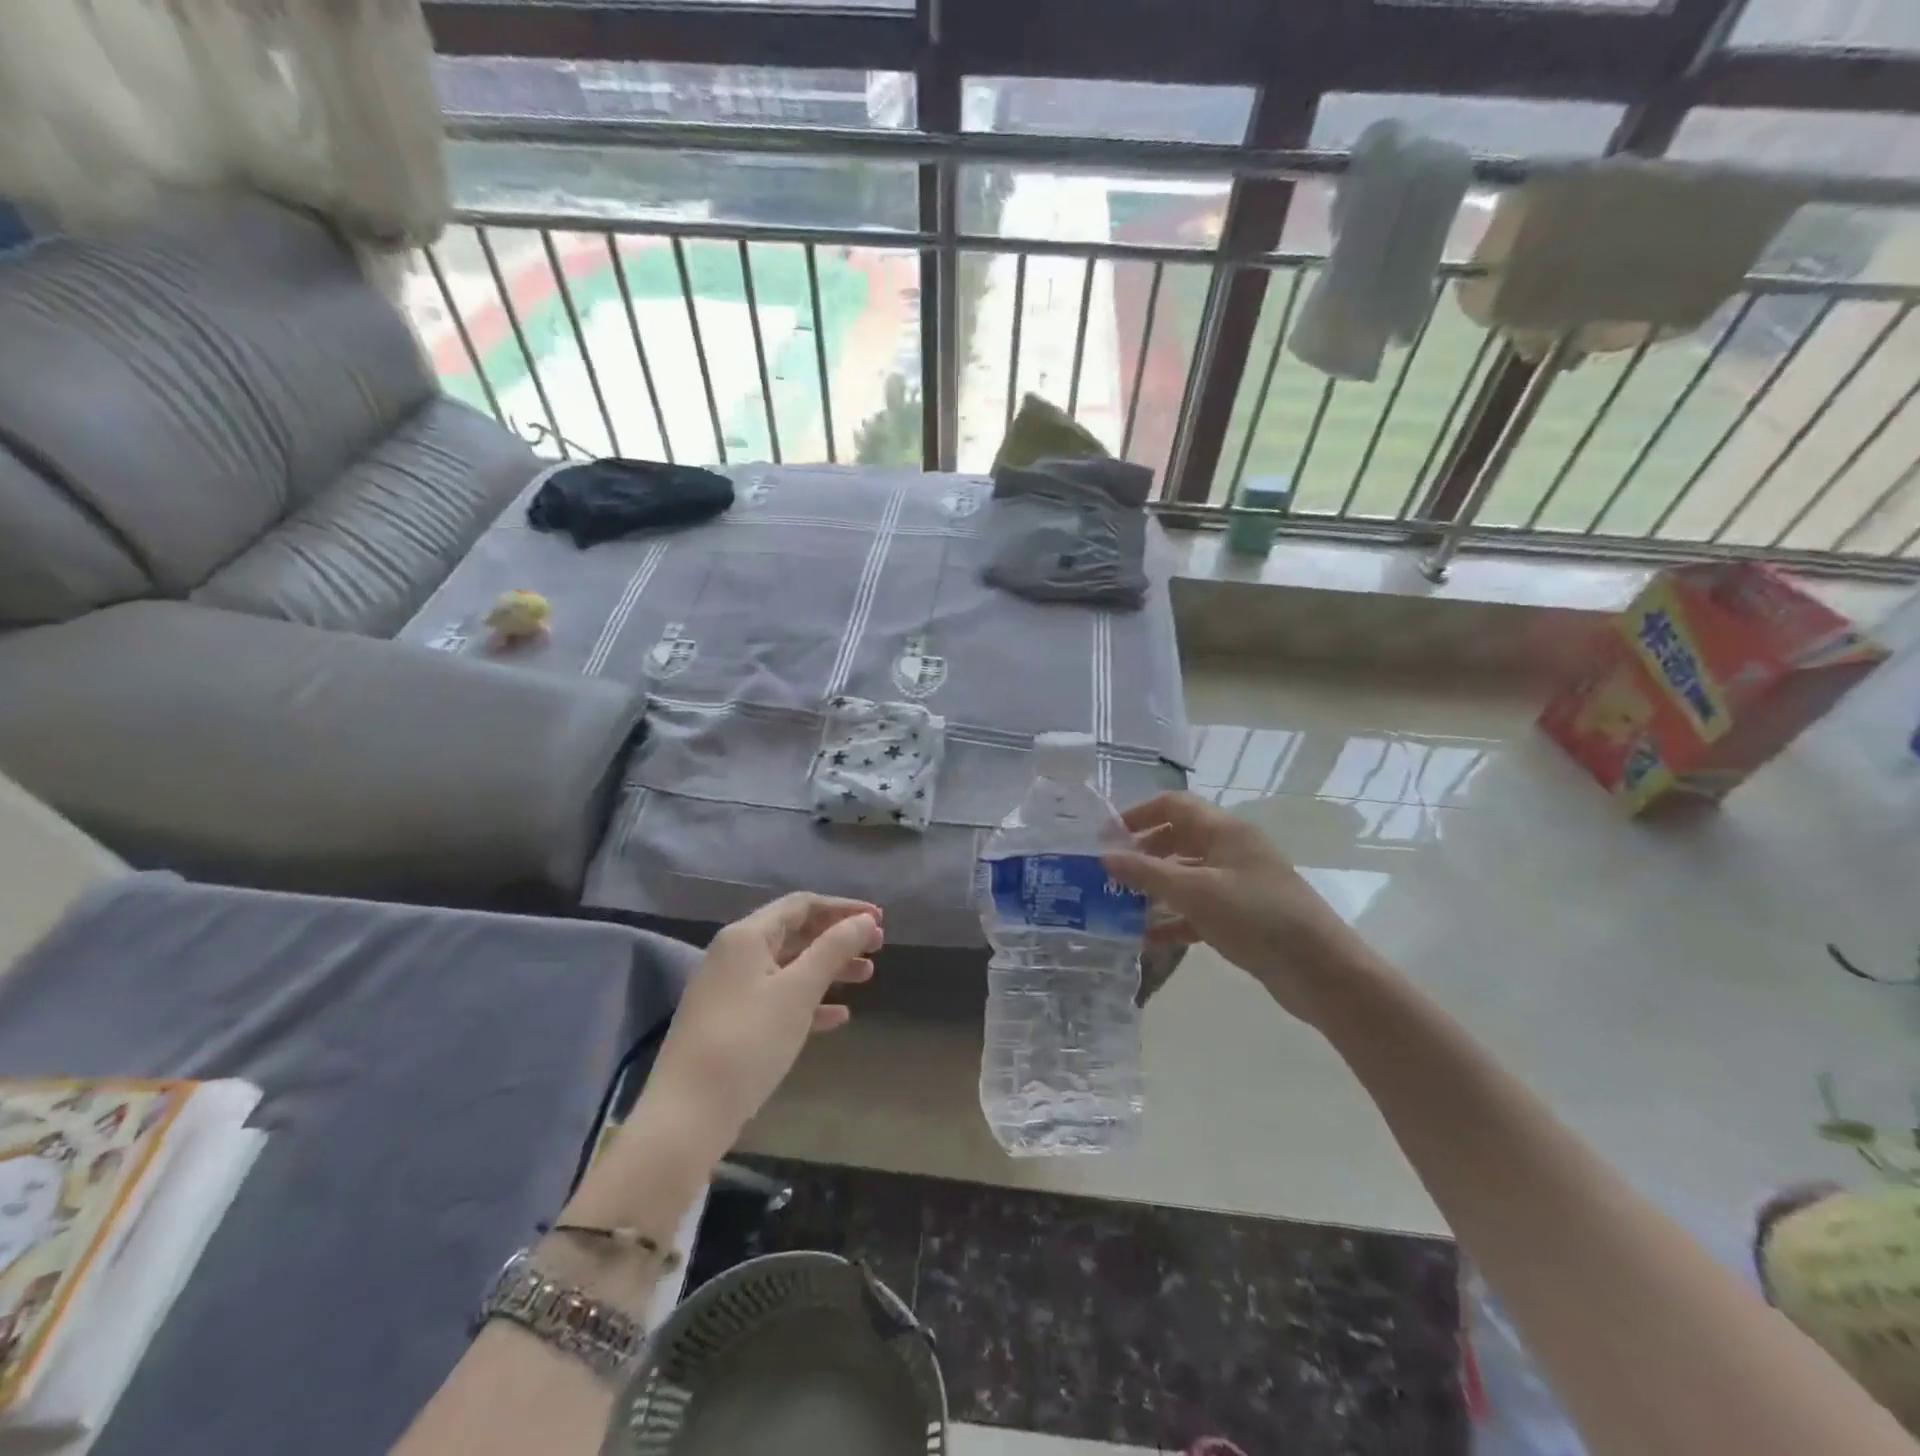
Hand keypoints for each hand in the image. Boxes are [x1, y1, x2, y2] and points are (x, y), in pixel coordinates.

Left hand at [646, 894, 882, 1148]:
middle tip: (877, 948)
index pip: (802, 905)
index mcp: (747, 936)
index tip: (879, 919)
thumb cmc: (748, 1041)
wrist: (687, 1115)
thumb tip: (864, 919)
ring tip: (866, 977)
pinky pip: (776, 998)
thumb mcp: (798, 991)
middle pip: (795, 933)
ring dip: (828, 968)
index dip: (843, 908)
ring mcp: (729, 989)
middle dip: (838, 938)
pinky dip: (808, 1000)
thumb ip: (834, 949)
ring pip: (788, 966)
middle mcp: (734, 954)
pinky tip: (838, 1016)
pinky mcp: (730, 1023)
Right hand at [1104, 792, 1372, 1022]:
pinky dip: (1174, 919)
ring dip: (1155, 889)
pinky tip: (1148, 938)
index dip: (1139, 814)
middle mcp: (1231, 850)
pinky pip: (1198, 909)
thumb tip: (1104, 856)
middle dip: (1143, 854)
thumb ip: (1147, 873)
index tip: (1106, 837)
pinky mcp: (1241, 917)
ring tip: (1120, 907)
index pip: (1174, 805)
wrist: (1320, 970)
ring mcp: (1238, 884)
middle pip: (1178, 839)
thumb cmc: (1256, 916)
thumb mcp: (1195, 891)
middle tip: (1109, 875)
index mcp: (1225, 830)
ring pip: (1186, 876)